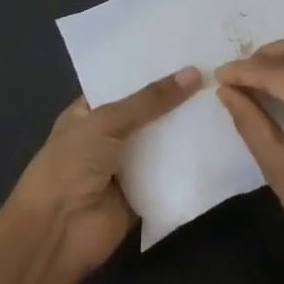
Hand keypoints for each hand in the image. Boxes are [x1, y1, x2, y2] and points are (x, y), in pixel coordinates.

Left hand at [2, 66, 200, 278]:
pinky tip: (221, 140)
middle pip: (147, 113)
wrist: (58, 232)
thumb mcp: (106, 122)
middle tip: (216, 73)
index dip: (151, 70)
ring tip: (225, 99)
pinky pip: (171, 173)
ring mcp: (126, 166)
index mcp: (88, 113)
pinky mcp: (143, 193)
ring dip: (187, 128)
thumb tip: (194, 73)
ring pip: (162, 142)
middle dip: (176, 98)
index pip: (123, 84)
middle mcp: (107, 136)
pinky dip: (190, 162)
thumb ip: (150, 100)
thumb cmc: (70, 166)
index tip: (187, 52)